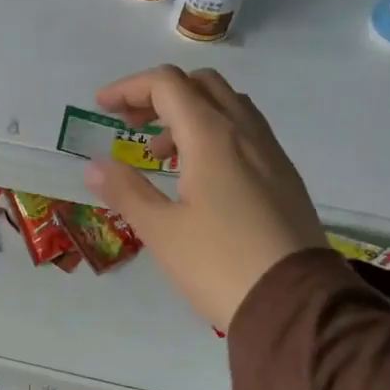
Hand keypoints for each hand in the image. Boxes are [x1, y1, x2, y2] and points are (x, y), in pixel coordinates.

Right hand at [84, 65, 327, 330]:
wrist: (294, 304)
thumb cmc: (219, 264)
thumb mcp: (161, 230)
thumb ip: (125, 191)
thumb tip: (95, 166)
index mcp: (213, 137)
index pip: (167, 85)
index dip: (129, 88)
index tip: (101, 108)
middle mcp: (246, 132)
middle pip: (200, 85)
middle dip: (159, 96)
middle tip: (130, 125)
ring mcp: (271, 153)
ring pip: (227, 106)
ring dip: (188, 115)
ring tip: (161, 156)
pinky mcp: (284, 177)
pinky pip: (245, 132)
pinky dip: (213, 134)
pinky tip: (199, 176)